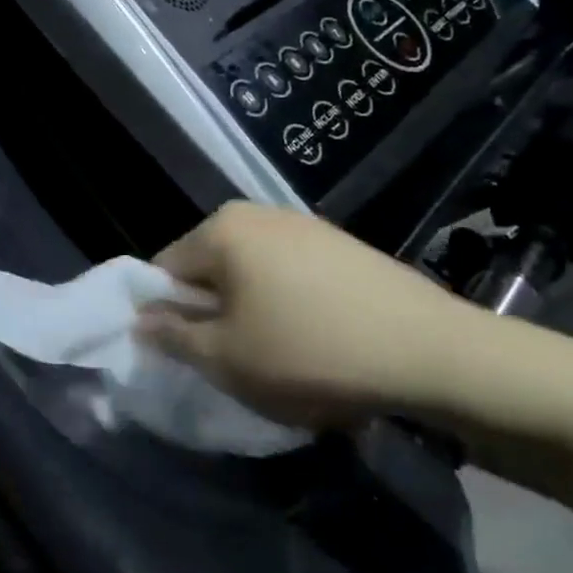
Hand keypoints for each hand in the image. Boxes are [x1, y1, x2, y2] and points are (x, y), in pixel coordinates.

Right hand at [136, 202, 487, 427]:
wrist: (432, 352)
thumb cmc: (309, 351)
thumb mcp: (225, 357)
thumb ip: (172, 336)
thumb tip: (140, 319)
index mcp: (222, 229)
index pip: (164, 269)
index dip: (166, 315)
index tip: (189, 354)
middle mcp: (258, 213)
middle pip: (209, 268)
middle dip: (211, 312)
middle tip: (234, 359)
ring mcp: (305, 225)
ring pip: (250, 273)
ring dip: (249, 311)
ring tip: (279, 354)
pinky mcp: (341, 244)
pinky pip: (289, 274)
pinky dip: (287, 304)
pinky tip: (316, 339)